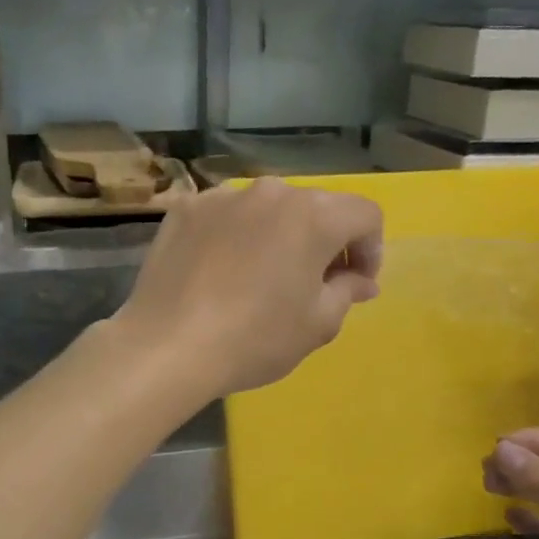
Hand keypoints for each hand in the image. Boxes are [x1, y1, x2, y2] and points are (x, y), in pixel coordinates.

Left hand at [114, 178, 382, 398]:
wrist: (167, 346)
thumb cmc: (255, 338)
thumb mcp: (317, 324)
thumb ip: (347, 292)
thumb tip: (361, 281)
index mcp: (313, 215)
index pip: (365, 214)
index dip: (371, 249)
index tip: (357, 284)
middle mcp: (270, 192)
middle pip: (315, 207)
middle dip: (326, 242)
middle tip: (314, 284)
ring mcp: (222, 196)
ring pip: (267, 210)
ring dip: (278, 236)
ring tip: (262, 278)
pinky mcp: (185, 210)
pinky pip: (225, 216)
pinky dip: (235, 237)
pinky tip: (221, 272)